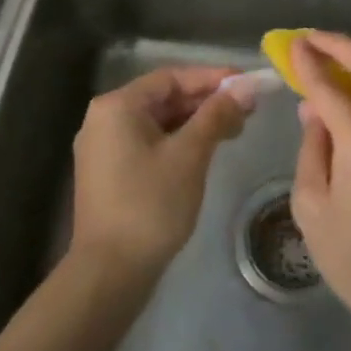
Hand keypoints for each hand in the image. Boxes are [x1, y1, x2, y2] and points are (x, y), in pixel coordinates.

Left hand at [70, 66, 248, 279]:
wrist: (110, 273)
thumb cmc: (150, 205)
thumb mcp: (190, 155)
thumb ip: (217, 115)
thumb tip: (245, 86)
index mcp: (117, 106)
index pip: (171, 77)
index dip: (212, 78)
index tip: (247, 83)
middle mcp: (104, 118)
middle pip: (164, 98)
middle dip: (206, 102)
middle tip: (247, 110)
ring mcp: (103, 147)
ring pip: (158, 122)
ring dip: (195, 122)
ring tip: (234, 130)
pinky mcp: (109, 172)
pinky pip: (149, 142)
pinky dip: (178, 141)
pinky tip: (206, 150)